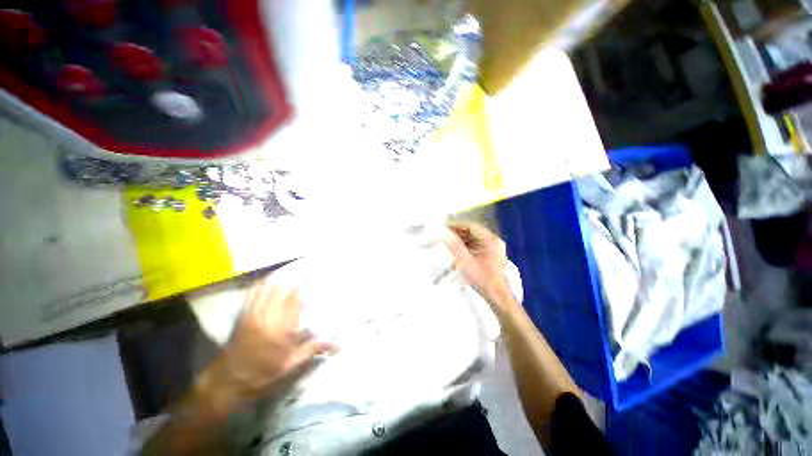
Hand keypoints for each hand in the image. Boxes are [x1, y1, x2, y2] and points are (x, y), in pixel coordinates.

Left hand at [216, 279, 334, 399]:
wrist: (227, 381)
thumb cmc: (262, 374)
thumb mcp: (290, 365)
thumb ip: (313, 349)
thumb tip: (337, 344)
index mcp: (280, 330)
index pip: (295, 302)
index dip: (304, 297)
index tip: (311, 298)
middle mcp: (267, 317)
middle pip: (282, 291)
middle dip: (294, 287)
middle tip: (302, 287)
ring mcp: (252, 314)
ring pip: (268, 289)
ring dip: (280, 283)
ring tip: (288, 283)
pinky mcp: (242, 315)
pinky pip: (252, 293)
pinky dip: (262, 285)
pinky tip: (269, 284)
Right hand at [444, 223, 515, 313]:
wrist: (497, 296)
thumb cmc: (481, 278)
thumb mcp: (465, 261)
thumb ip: (454, 245)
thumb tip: (444, 232)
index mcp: (490, 240)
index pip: (471, 226)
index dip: (457, 225)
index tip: (444, 227)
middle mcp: (494, 241)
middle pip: (473, 232)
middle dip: (458, 233)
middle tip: (445, 235)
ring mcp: (494, 248)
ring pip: (474, 239)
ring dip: (462, 240)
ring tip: (449, 242)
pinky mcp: (492, 255)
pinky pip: (477, 245)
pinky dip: (467, 247)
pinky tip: (458, 251)